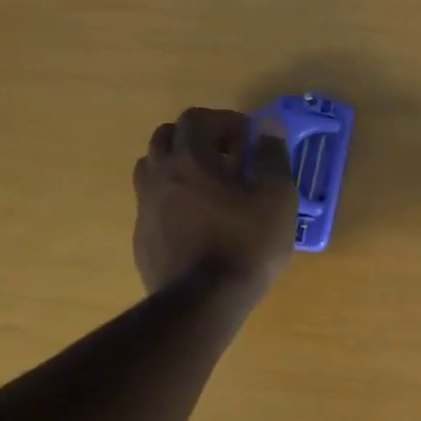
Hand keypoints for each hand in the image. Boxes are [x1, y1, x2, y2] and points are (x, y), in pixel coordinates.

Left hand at [132, 108, 297, 296]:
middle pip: (167, 137)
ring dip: (180, 166)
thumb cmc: (248, 244)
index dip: (225, 120)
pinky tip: (200, 221)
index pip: (197, 118)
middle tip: (229, 157)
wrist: (204, 302)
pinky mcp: (142, 236)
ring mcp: (145, 207)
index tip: (250, 139)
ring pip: (154, 168)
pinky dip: (174, 198)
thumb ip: (273, 157)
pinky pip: (154, 202)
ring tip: (211, 186)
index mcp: (190, 159)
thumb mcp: (277, 197)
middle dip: (199, 139)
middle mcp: (159, 175)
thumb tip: (269, 125)